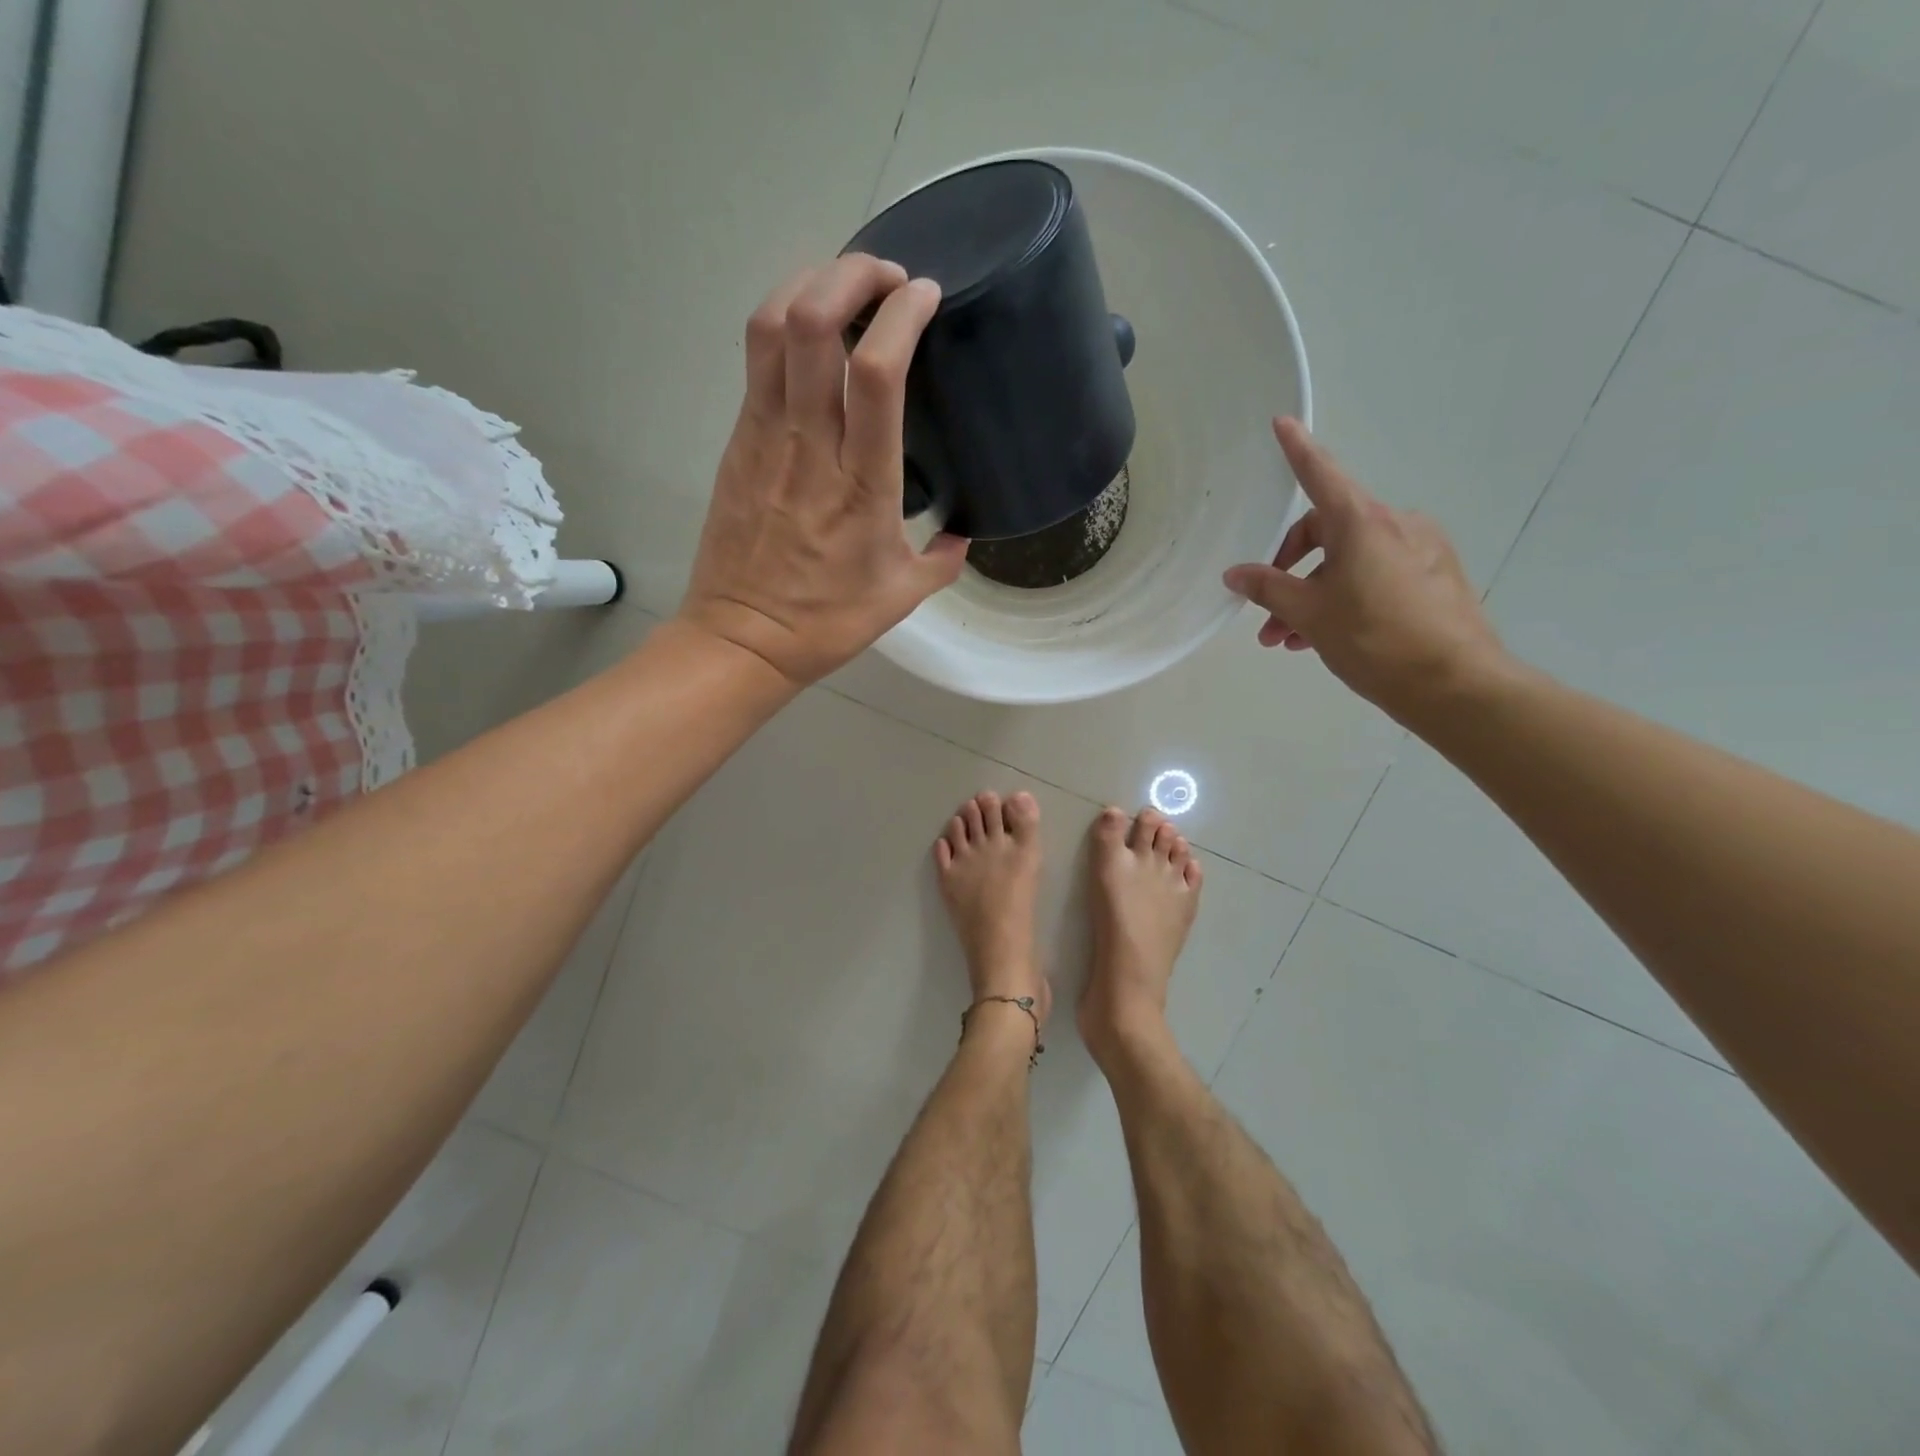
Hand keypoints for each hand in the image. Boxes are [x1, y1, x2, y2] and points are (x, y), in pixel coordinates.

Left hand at [678, 255, 968, 686]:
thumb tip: (962, 538)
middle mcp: (810, 446)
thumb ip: (943, 561)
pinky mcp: (737, 442)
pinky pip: (755, 361)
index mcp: (862, 483)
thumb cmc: (828, 622)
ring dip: (809, 284)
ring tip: (844, 284)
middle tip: (886, 275)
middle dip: (852, 273)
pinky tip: (809, 331)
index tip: (926, 295)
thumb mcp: (902, 596)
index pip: (877, 372)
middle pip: (813, 322)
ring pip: (771, 327)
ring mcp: (764, 438)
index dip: (902, 314)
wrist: (743, 639)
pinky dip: (783, 322)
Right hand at [1223, 418, 1507, 721]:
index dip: (1297, 450)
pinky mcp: (1435, 576)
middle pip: (1327, 530)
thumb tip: (1236, 573)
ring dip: (1313, 594)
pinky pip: (1376, 575)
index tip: (1282, 422)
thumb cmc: (1374, 640)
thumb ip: (1268, 589)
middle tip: (1267, 615)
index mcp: (1363, 522)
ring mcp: (1421, 549)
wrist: (1454, 684)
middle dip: (1290, 570)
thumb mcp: (1310, 614)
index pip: (1320, 475)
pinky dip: (1345, 597)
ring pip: (1349, 561)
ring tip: (1290, 639)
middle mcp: (1396, 524)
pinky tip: (1327, 638)